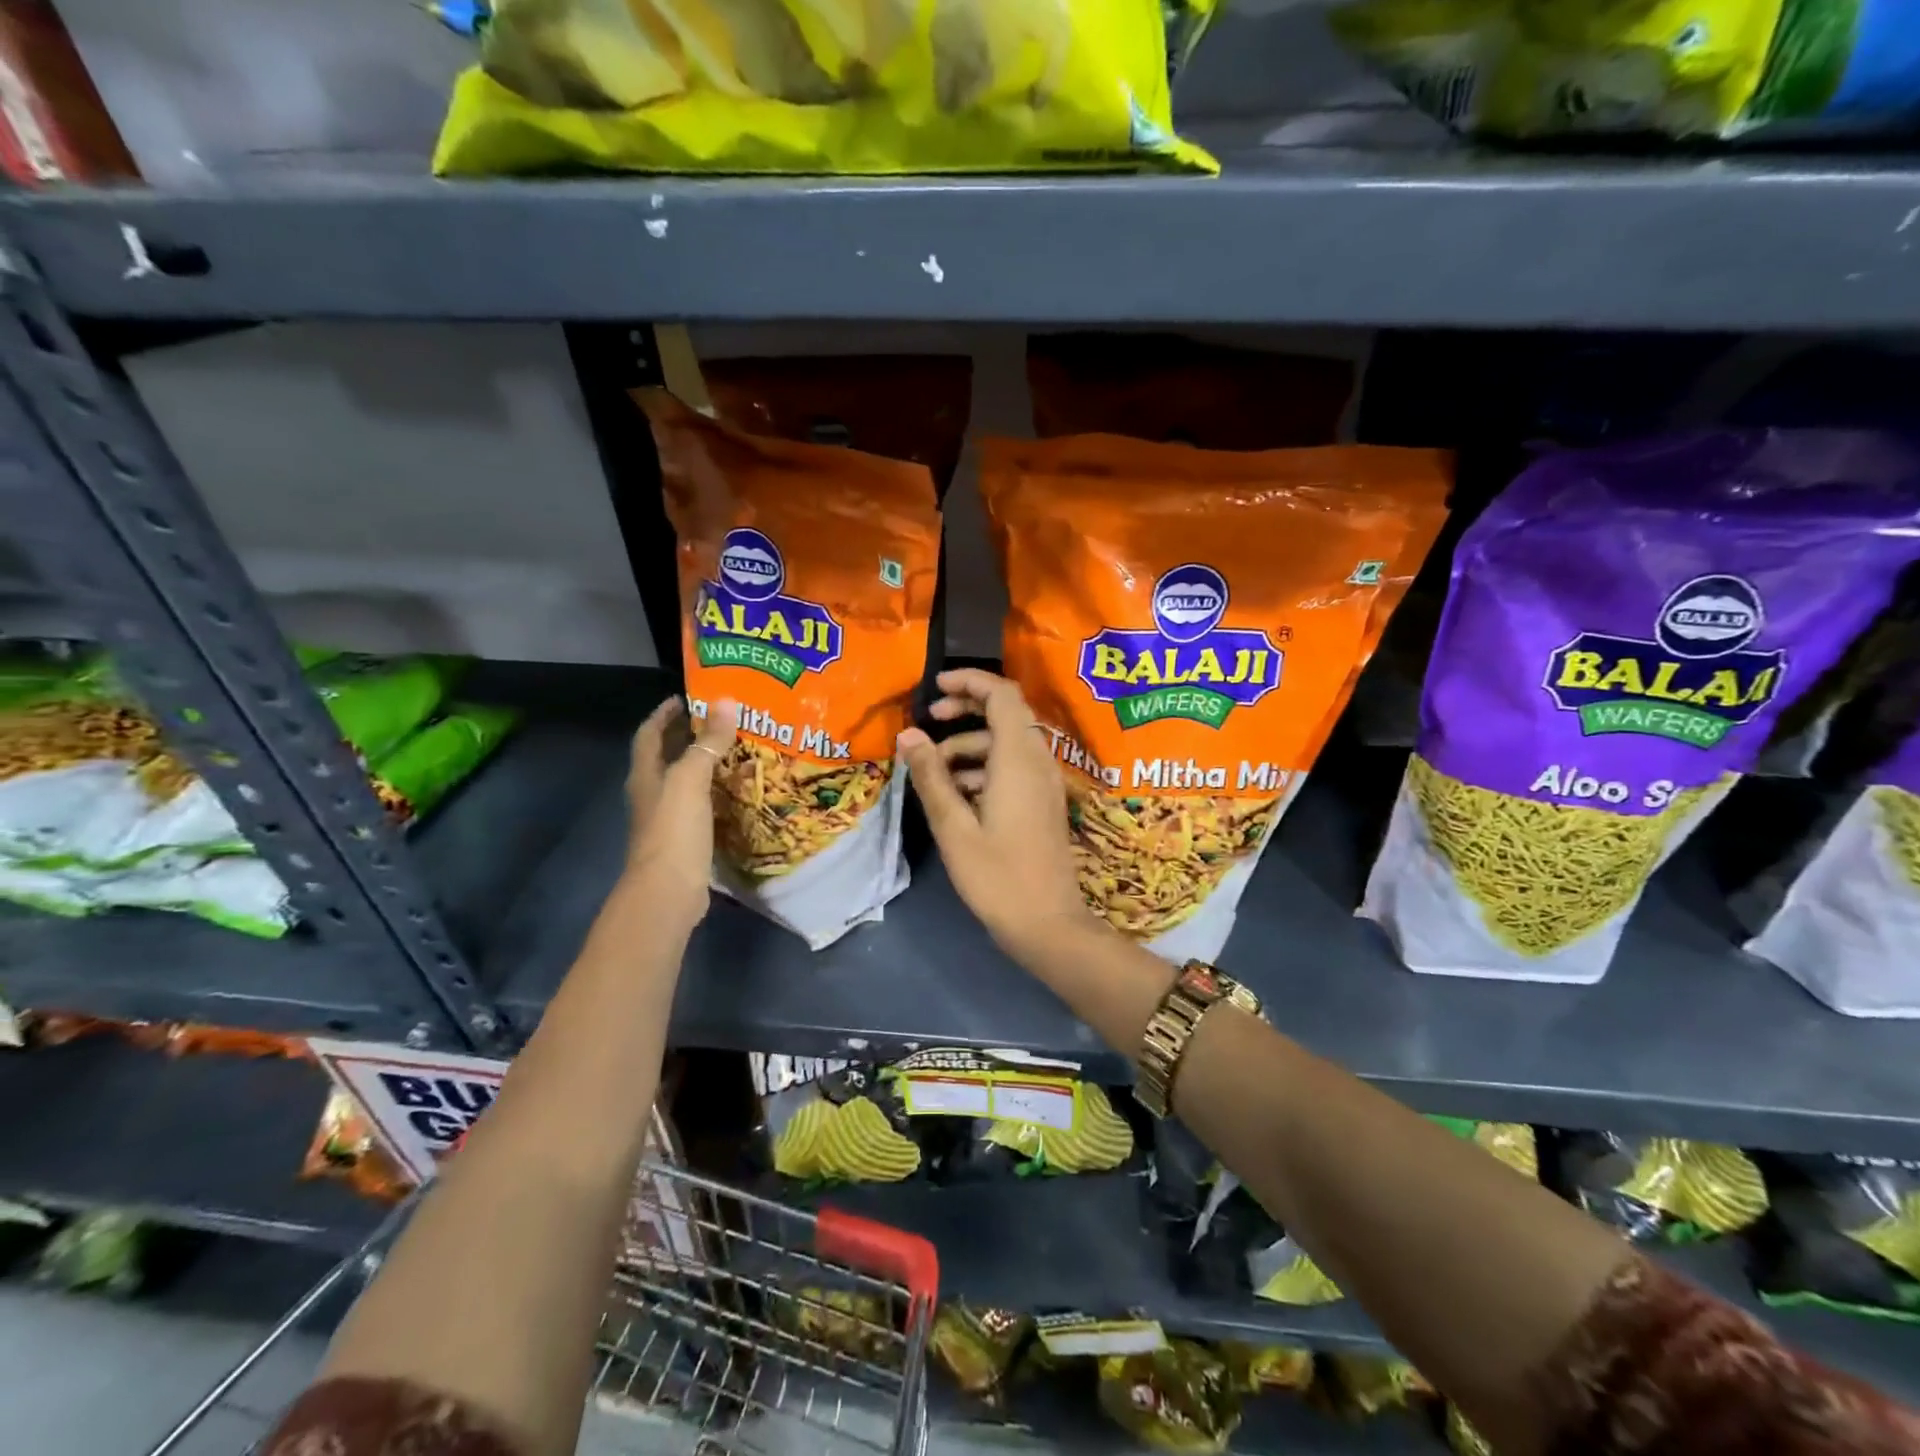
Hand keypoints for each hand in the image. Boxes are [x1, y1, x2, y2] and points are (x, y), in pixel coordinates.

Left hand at [624, 695, 737, 926]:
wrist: (668, 892)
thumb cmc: (673, 831)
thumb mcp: (691, 780)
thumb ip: (708, 742)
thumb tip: (726, 701)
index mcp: (646, 775)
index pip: (649, 734)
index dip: (664, 713)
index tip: (687, 696)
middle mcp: (652, 794)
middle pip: (667, 756)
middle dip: (688, 735)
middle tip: (722, 719)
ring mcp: (667, 819)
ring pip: (685, 781)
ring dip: (705, 764)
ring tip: (736, 749)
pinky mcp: (685, 839)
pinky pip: (700, 805)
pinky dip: (716, 792)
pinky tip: (738, 791)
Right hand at [897, 669, 1096, 960]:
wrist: (1048, 924)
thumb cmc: (997, 877)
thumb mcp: (954, 827)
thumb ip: (931, 776)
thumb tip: (908, 735)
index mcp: (1018, 759)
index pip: (1002, 694)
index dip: (970, 681)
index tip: (935, 689)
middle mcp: (1038, 761)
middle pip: (1006, 713)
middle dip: (966, 711)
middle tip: (929, 724)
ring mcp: (1044, 782)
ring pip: (1006, 743)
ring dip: (969, 746)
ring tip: (933, 771)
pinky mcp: (1042, 802)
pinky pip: (1013, 767)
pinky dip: (984, 767)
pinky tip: (956, 794)